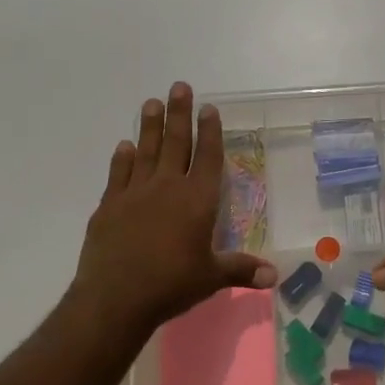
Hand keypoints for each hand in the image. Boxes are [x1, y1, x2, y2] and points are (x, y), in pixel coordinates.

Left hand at [72, 83, 276, 334]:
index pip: (208, 157)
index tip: (209, 107)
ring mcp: (135, 194)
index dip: (210, 132)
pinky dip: (122, 158)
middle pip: (176, 144)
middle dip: (180, 114)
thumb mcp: (211, 278)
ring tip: (151, 102)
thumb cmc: (171, 285)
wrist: (115, 298)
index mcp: (197, 200)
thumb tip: (275, 276)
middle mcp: (167, 188)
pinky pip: (118, 174)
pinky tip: (124, 146)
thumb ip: (242, 270)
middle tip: (180, 86)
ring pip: (146, 151)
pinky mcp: (109, 206)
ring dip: (150, 126)